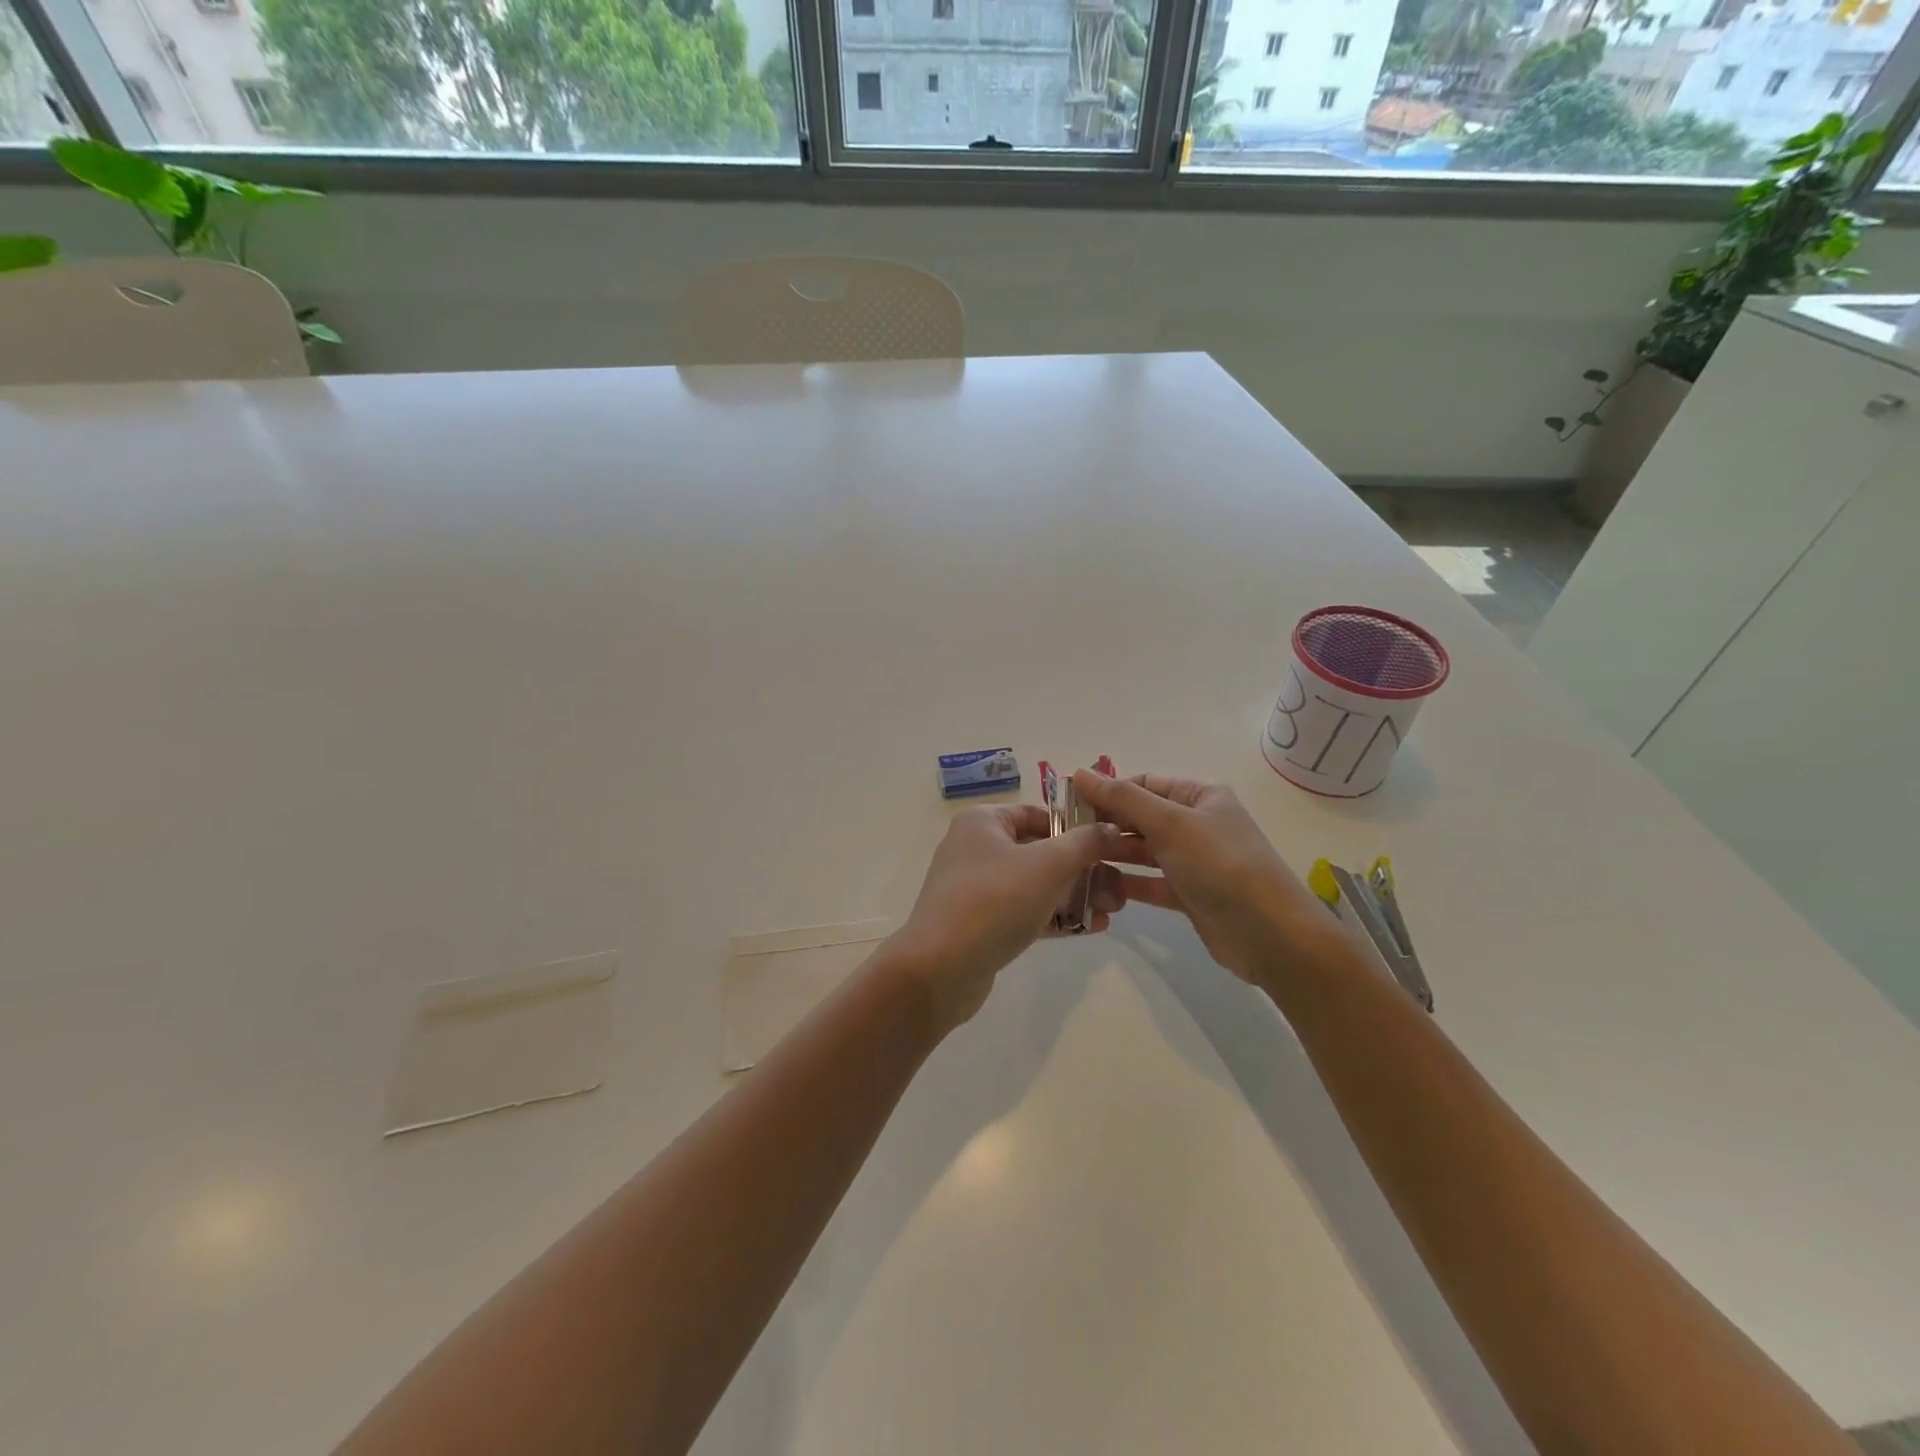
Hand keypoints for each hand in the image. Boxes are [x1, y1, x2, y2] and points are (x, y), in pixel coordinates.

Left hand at [887, 805, 1122, 1032]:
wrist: (940, 969)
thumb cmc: (995, 901)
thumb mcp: (1048, 865)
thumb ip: (1085, 843)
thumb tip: (1111, 828)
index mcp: (983, 822)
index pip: (1038, 814)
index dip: (1076, 826)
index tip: (1110, 844)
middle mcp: (976, 848)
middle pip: (1040, 851)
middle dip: (1083, 869)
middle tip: (1119, 887)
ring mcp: (975, 888)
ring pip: (1035, 884)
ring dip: (1074, 894)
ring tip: (1113, 909)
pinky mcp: (980, 924)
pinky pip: (1024, 912)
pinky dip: (1055, 917)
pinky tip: (1091, 928)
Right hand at [1071, 771, 1341, 987]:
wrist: (1269, 934)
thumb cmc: (1220, 865)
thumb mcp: (1170, 823)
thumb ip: (1122, 799)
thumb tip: (1079, 772)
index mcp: (1200, 796)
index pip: (1144, 785)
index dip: (1108, 792)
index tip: (1069, 805)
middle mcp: (1198, 824)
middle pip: (1142, 817)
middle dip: (1107, 824)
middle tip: (1067, 837)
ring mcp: (1195, 861)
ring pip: (1144, 851)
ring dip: (1114, 853)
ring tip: (1076, 860)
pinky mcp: (1190, 895)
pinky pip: (1151, 882)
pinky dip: (1128, 882)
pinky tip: (1099, 886)